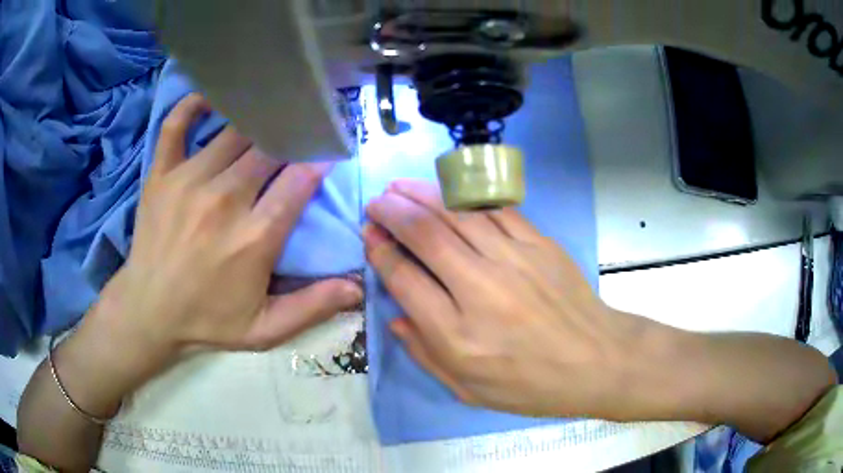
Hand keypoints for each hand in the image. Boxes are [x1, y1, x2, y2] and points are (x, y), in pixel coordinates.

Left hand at [93, 93, 362, 354]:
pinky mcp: (161, 174)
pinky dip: (194, 105)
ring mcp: (188, 181)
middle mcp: (223, 199)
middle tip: (303, 127)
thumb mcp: (265, 329)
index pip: (299, 180)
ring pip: (233, 131)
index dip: (320, 159)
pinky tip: (212, 98)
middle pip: (269, 148)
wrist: (148, 313)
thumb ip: (313, 307)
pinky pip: (176, 124)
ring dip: (257, 120)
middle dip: (292, 134)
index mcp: (254, 238)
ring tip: (270, 112)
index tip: (329, 149)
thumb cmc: (207, 321)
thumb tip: (359, 288)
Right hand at [363, 179, 650, 418]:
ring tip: (399, 187)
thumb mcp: (468, 391)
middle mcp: (480, 289)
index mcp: (457, 335)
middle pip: (425, 235)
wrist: (595, 361)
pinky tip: (448, 191)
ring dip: (422, 194)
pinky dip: (465, 197)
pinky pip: (495, 210)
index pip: (404, 279)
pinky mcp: (539, 244)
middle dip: (392, 212)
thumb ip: (424, 354)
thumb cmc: (530, 385)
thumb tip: (396, 316)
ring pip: (457, 213)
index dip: (380, 252)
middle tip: (375, 203)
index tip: (369, 236)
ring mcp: (514, 260)